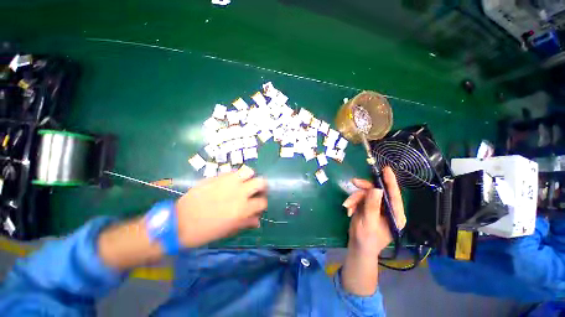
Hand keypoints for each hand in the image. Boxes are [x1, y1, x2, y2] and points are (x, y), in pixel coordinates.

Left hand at [176, 165, 267, 247]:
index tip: (258, 205)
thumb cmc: (205, 231)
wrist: (179, 222)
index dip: (262, 204)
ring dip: (249, 177)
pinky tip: (230, 182)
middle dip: (261, 187)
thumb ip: (245, 223)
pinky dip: (236, 176)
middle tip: (256, 191)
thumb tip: (258, 220)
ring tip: (244, 182)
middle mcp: (239, 193)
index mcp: (242, 209)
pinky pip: (233, 171)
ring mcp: (228, 182)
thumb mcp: (228, 231)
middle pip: (260, 182)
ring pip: (248, 171)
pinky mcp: (217, 177)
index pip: (262, 202)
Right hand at [342, 167, 405, 256]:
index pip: (394, 195)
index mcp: (395, 215)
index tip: (386, 169)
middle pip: (377, 191)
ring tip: (347, 206)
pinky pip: (360, 198)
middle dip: (363, 188)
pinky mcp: (368, 207)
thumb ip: (372, 206)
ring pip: (366, 194)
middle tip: (353, 182)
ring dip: (355, 198)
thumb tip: (376, 189)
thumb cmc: (366, 238)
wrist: (357, 247)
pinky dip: (353, 202)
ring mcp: (377, 207)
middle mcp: (388, 209)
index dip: (390, 181)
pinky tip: (349, 210)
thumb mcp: (368, 222)